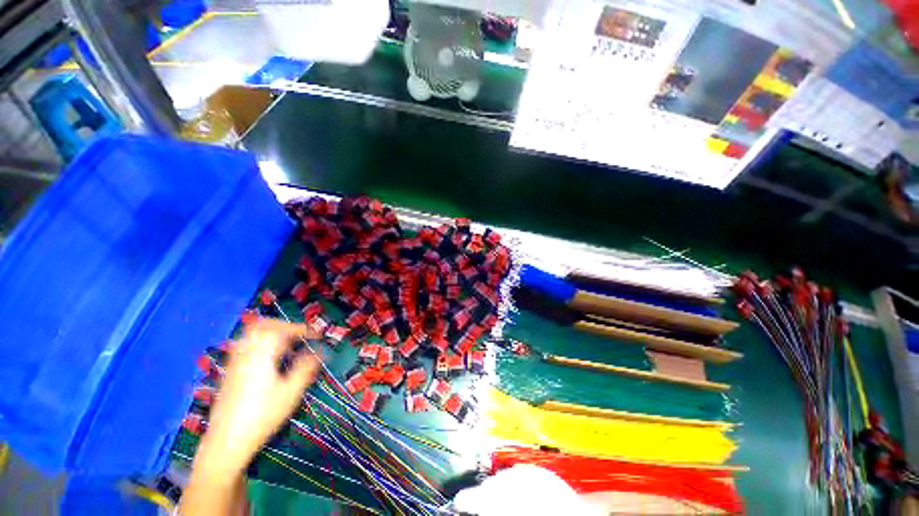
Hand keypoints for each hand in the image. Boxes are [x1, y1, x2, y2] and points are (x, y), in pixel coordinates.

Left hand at [199, 319, 321, 473]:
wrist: (226, 442)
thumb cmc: (262, 416)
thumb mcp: (291, 392)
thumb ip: (307, 367)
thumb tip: (321, 351)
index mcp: (262, 354)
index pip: (282, 330)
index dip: (302, 329)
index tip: (316, 336)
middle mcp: (245, 353)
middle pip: (261, 326)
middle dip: (283, 325)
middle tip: (299, 334)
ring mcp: (234, 363)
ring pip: (250, 335)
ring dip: (270, 333)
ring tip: (286, 344)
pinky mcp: (229, 373)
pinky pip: (244, 346)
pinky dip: (259, 344)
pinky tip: (268, 359)